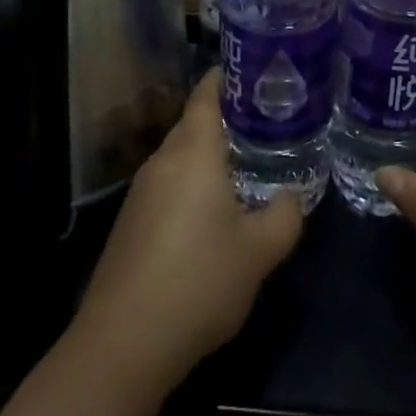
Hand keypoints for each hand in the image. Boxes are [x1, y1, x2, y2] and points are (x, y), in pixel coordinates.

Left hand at [73, 69, 302, 389]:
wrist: (123, 343)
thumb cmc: (198, 281)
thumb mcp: (259, 252)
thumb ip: (285, 216)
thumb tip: (292, 196)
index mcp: (193, 151)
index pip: (206, 93)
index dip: (228, 77)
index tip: (255, 71)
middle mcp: (163, 160)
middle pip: (193, 123)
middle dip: (226, 118)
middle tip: (265, 122)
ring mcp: (141, 192)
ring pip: (180, 156)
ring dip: (209, 155)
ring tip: (245, 164)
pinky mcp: (130, 222)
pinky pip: (168, 184)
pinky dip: (192, 183)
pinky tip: (212, 212)